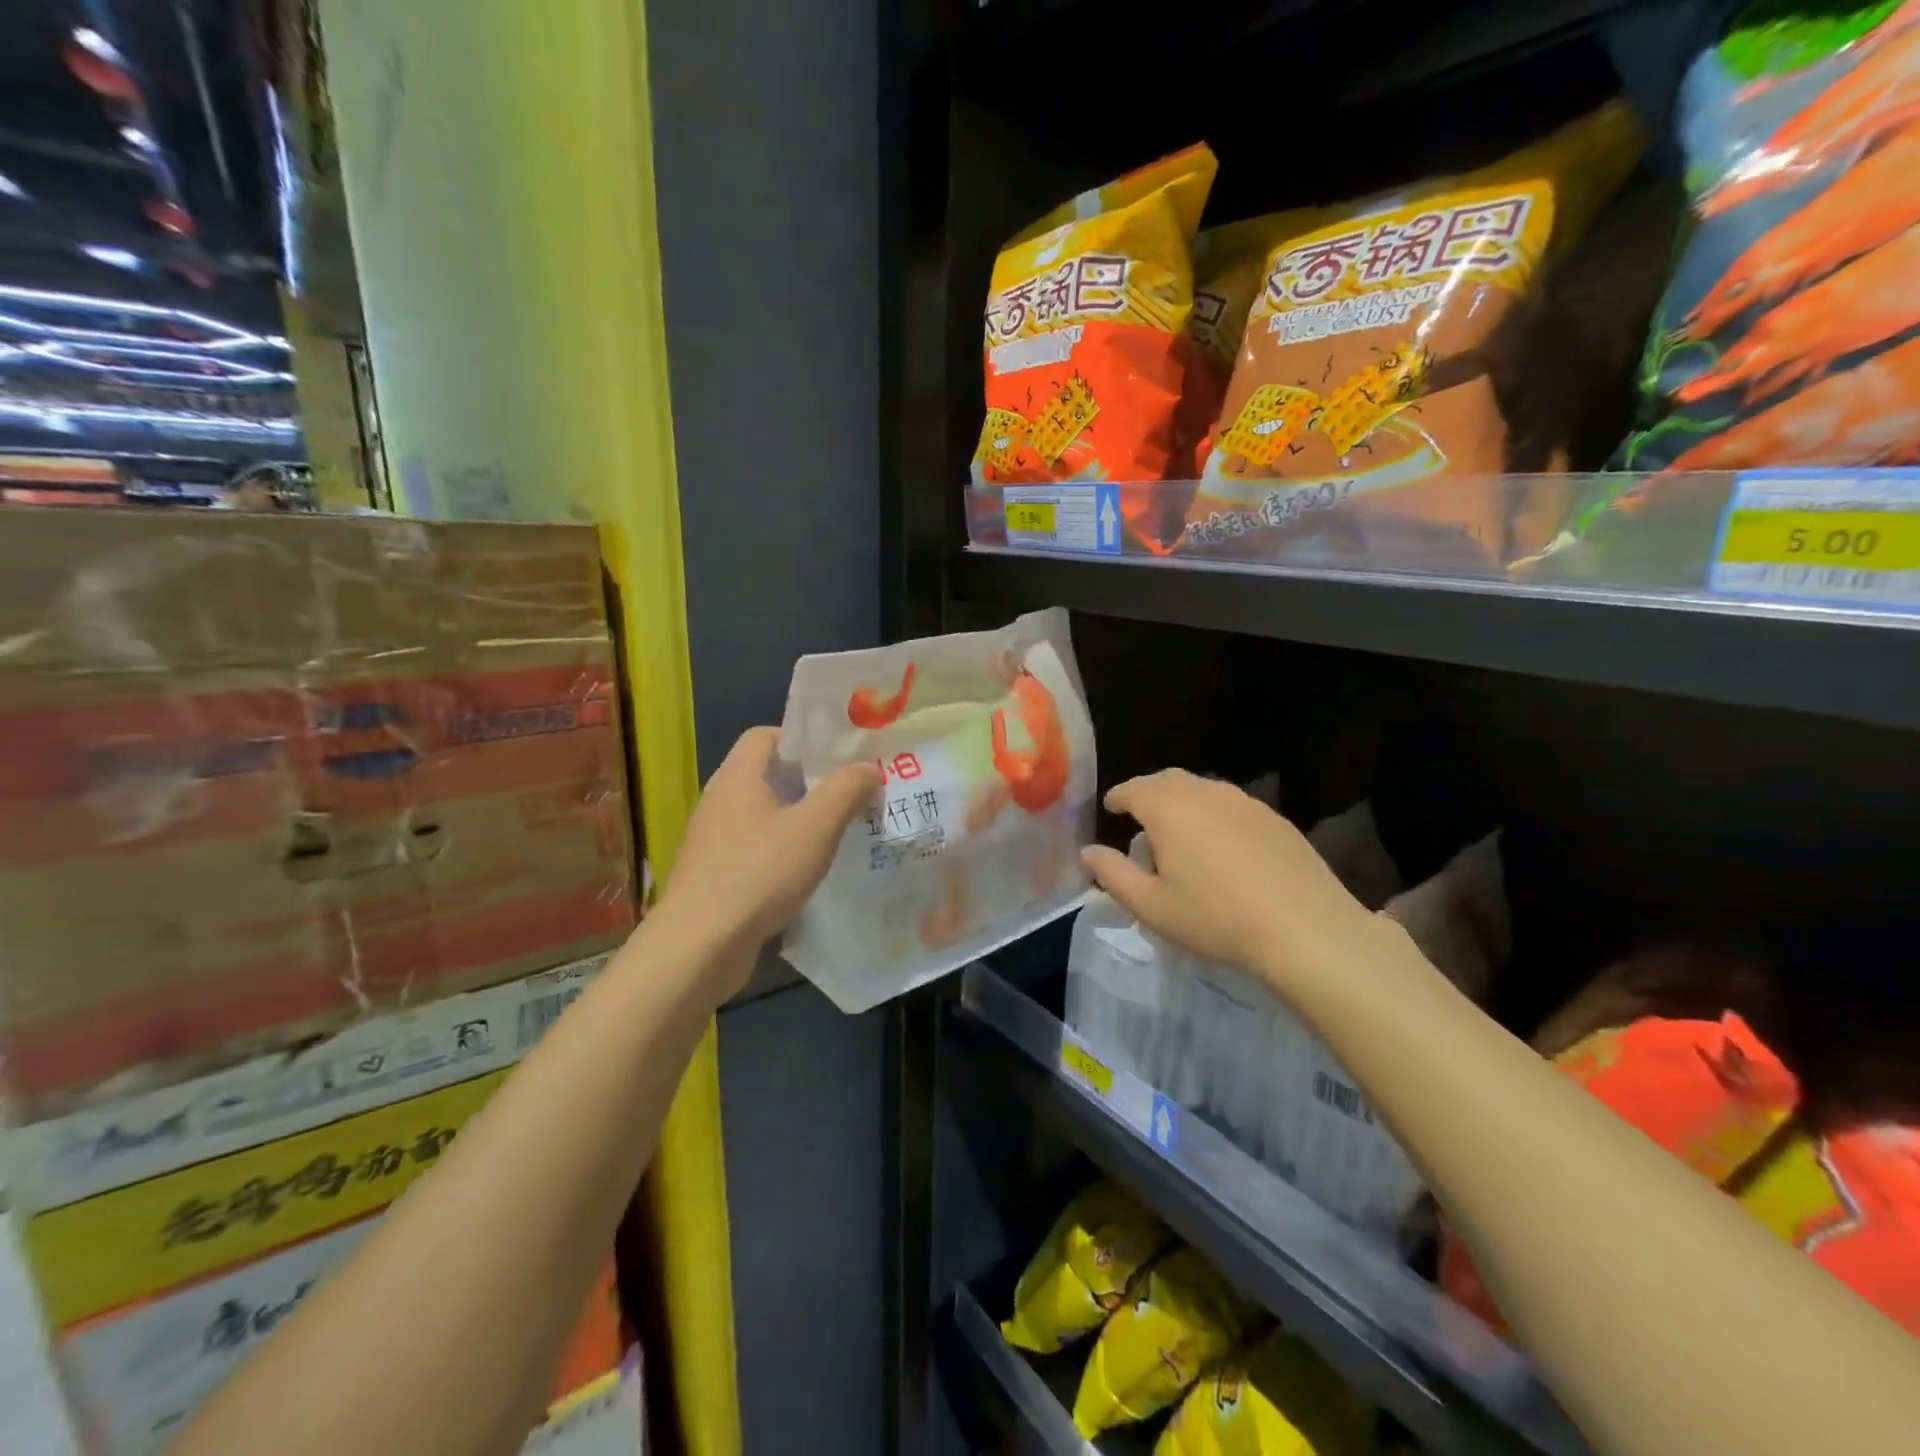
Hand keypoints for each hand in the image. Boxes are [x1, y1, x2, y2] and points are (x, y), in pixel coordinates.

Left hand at [655, 728, 878, 988]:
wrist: (700, 945)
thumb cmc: (760, 872)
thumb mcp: (816, 827)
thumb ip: (846, 791)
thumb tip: (869, 767)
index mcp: (738, 777)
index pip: (765, 735)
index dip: (802, 740)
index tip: (837, 759)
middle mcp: (720, 800)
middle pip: (767, 775)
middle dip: (809, 782)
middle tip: (850, 795)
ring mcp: (713, 839)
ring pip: (762, 815)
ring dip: (797, 820)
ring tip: (836, 833)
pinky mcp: (714, 874)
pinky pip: (754, 848)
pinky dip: (780, 851)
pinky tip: (806, 872)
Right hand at [1081, 769, 1390, 1001]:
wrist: (1306, 928)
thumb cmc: (1217, 918)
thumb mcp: (1152, 906)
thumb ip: (1113, 875)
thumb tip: (1088, 852)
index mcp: (1169, 809)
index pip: (1133, 789)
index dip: (1118, 797)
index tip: (1111, 809)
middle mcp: (1205, 793)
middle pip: (1168, 780)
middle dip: (1149, 794)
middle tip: (1141, 819)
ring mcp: (1245, 802)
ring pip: (1203, 789)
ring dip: (1183, 802)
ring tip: (1180, 834)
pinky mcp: (1275, 818)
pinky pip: (1232, 805)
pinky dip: (1215, 814)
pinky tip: (1222, 847)